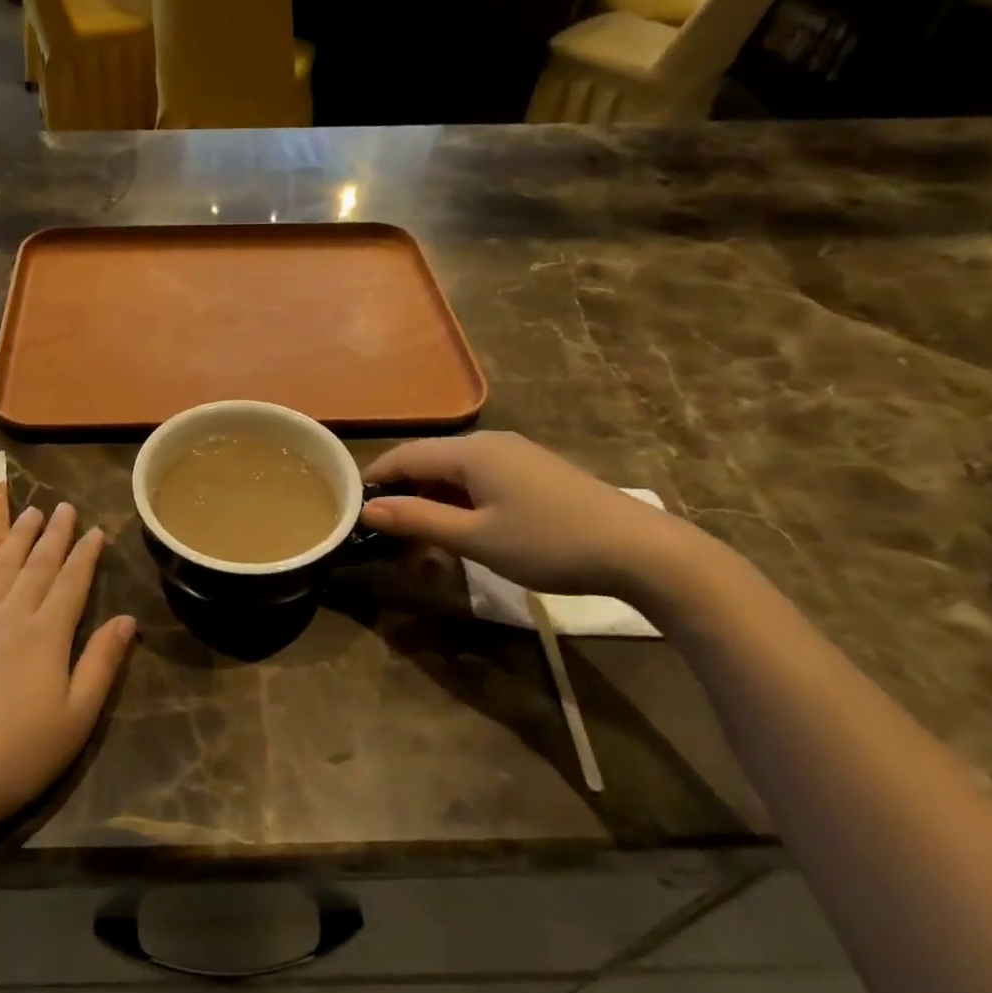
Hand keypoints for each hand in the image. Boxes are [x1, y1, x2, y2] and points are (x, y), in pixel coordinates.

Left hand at [0, 504, 135, 841]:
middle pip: (36, 565)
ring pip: (0, 566)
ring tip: (29, 513)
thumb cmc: (16, 755)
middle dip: (53, 534)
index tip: (95, 530)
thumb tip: (126, 619)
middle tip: (63, 506)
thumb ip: (101, 663)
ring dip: (17, 537)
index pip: (71, 583)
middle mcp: (9, 616)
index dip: (85, 555)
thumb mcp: (76, 718)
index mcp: (46, 635)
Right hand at [362, 433, 710, 601]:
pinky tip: (462, 527)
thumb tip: (367, 510)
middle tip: (384, 531)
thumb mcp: (476, 538)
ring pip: (454, 470)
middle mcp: (488, 442)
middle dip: (402, 492)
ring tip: (419, 536)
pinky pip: (479, 477)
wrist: (639, 550)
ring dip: (431, 498)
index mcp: (469, 451)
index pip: (403, 456)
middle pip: (428, 460)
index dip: (374, 480)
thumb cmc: (548, 543)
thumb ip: (418, 520)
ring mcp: (514, 454)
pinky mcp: (533, 470)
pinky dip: (459, 499)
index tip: (352, 509)